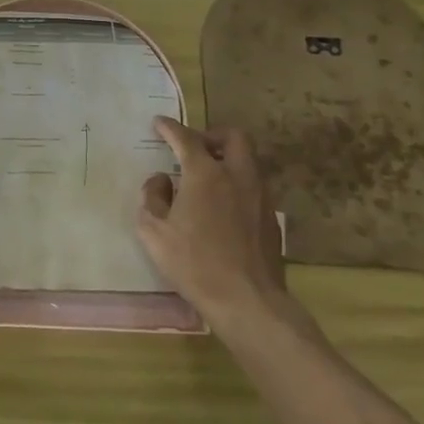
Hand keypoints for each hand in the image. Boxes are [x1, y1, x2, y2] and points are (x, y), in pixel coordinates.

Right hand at [137, 116, 289, 323]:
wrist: (247, 300)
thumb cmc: (194, 263)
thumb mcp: (153, 231)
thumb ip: (152, 197)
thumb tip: (161, 180)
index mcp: (206, 174)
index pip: (186, 138)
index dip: (170, 127)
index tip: (159, 123)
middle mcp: (237, 176)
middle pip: (233, 137)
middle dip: (211, 135)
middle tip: (194, 148)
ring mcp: (260, 196)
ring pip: (248, 161)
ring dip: (227, 159)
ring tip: (206, 178)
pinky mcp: (271, 218)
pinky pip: (253, 186)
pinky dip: (236, 184)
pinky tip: (222, 207)